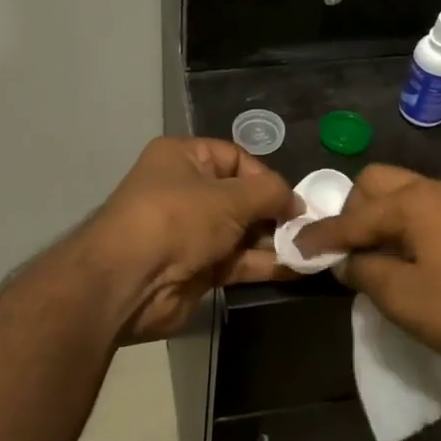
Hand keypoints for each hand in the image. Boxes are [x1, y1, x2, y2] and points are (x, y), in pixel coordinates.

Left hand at [82, 137, 300, 343]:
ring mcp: (190, 232)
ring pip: (242, 232)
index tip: (293, 199)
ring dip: (274, 241)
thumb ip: (269, 194)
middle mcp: (185, 191)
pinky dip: (263, 264)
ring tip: (311, 250)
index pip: (235, 158)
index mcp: (183, 158)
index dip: (265, 177)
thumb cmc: (177, 220)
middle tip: (308, 228)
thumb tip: (296, 202)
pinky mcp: (196, 268)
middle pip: (241, 197)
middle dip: (274, 212)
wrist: (129, 282)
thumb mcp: (229, 197)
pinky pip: (237, 261)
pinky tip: (296, 269)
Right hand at [292, 164, 440, 377]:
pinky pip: (423, 215)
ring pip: (402, 198)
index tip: (292, 249)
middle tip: (343, 250)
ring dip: (378, 220)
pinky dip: (402, 229)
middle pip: (377, 184)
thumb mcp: (403, 297)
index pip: (352, 215)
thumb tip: (344, 259)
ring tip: (370, 259)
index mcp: (413, 202)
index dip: (320, 236)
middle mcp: (435, 191)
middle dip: (351, 212)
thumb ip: (364, 271)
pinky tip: (404, 263)